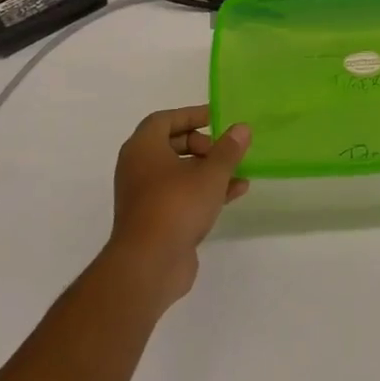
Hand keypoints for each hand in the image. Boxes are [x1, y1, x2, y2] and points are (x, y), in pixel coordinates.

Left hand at [106, 106, 249, 308]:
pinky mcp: (155, 220)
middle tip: (223, 148)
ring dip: (208, 169)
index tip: (216, 117)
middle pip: (171, 145)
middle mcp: (138, 168)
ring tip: (238, 170)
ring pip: (179, 173)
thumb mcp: (210, 173)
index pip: (164, 120)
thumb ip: (228, 149)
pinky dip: (204, 190)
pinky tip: (235, 192)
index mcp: (142, 148)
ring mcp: (145, 196)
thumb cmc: (176, 206)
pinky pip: (181, 195)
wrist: (149, 266)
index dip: (191, 115)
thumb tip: (241, 128)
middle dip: (202, 144)